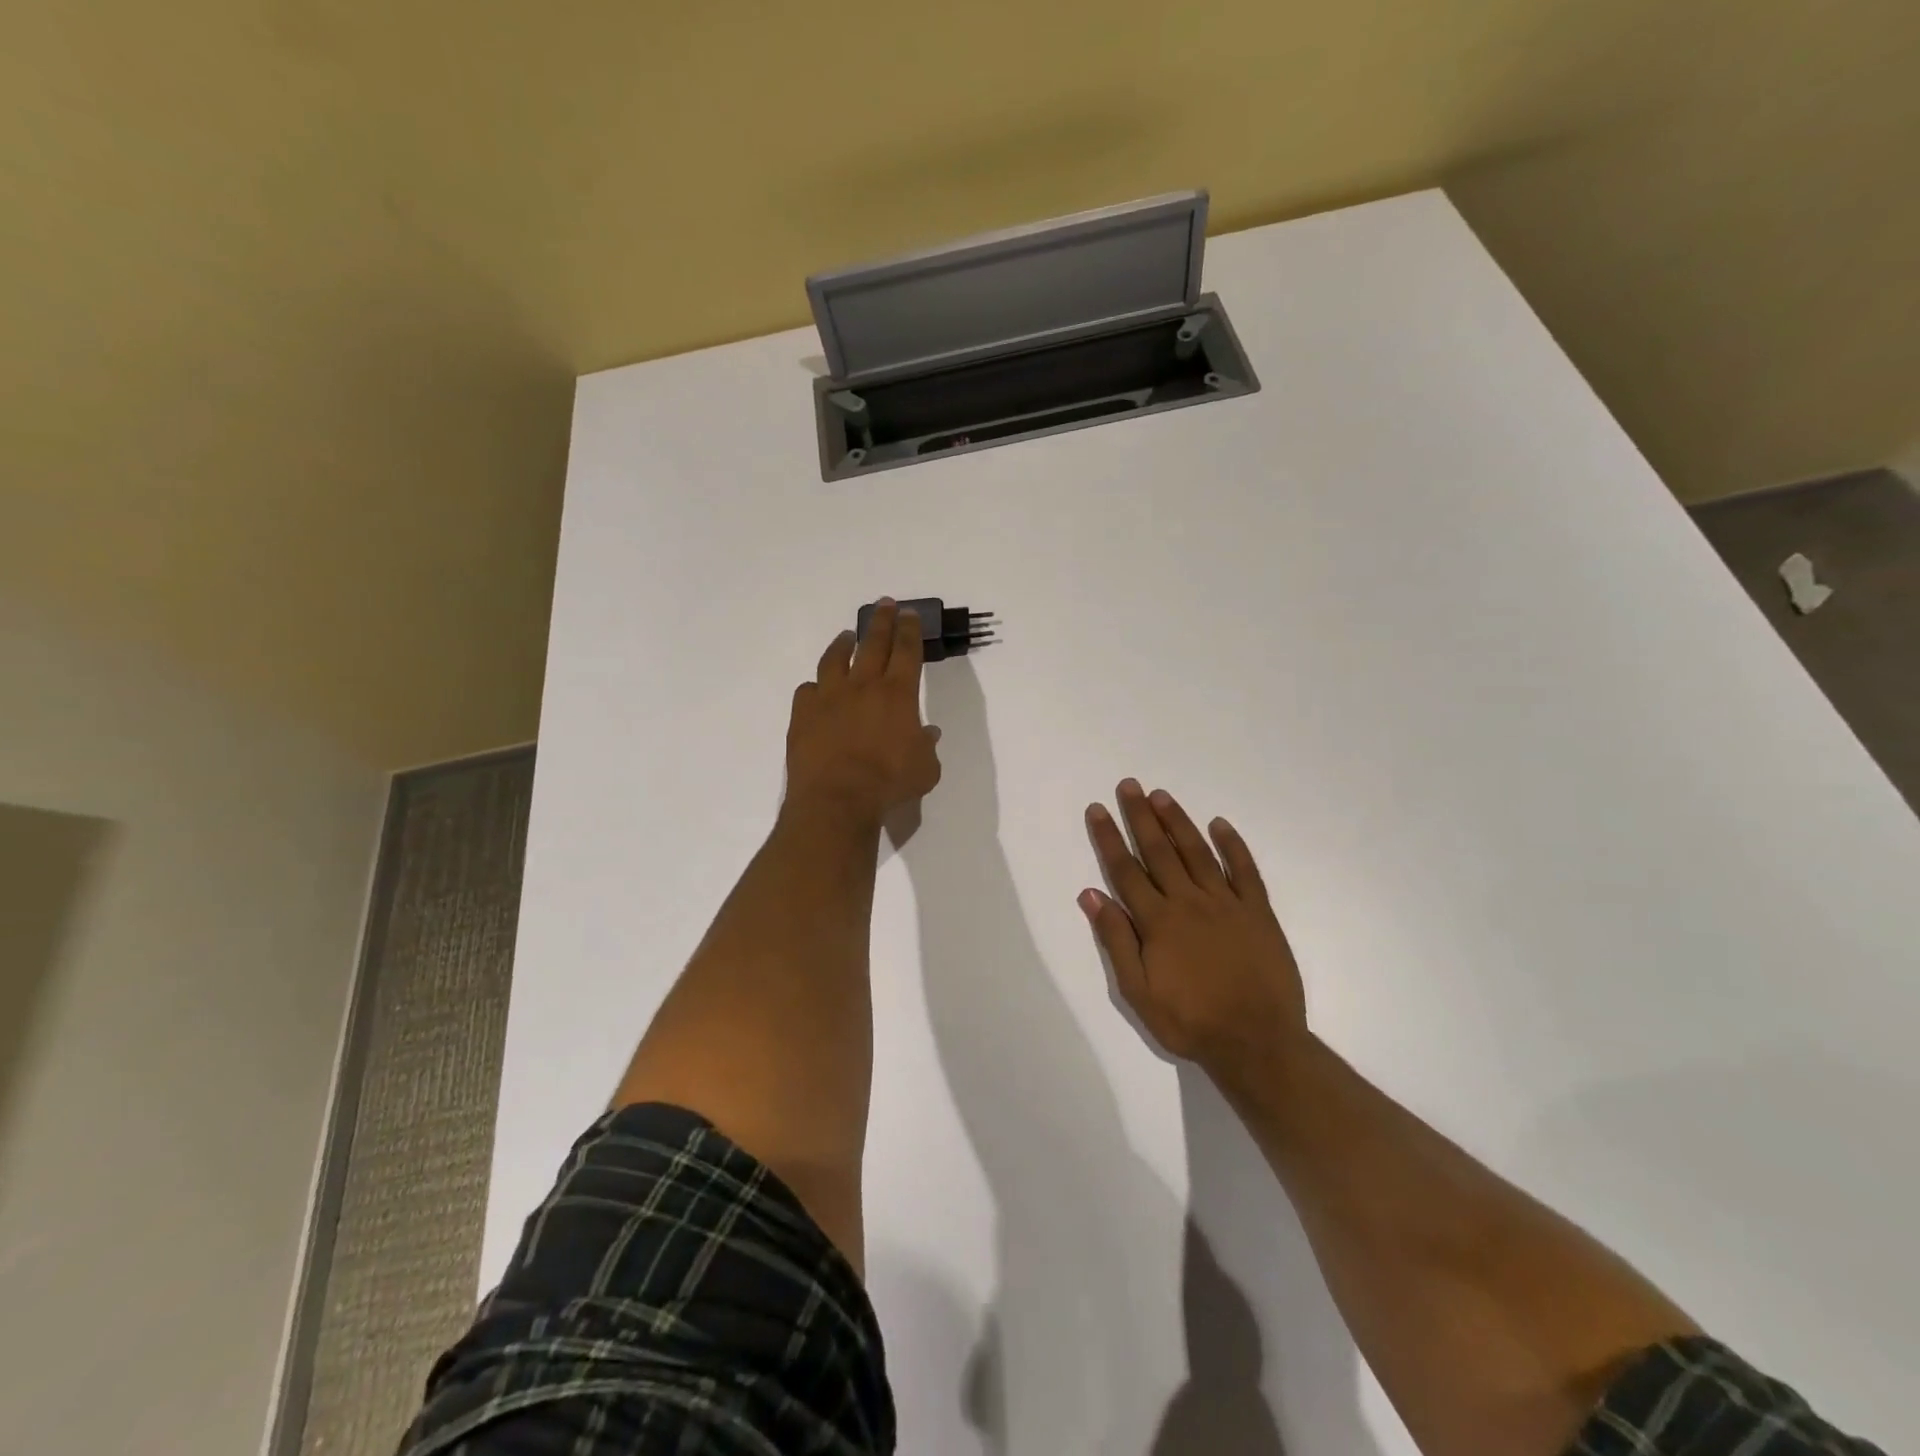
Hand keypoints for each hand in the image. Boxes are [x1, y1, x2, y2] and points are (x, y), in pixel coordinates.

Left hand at [785, 599, 942, 828]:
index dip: (909, 629)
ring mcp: (828, 697)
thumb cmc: (889, 784)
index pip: (906, 651)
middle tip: (884, 604)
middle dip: (881, 621)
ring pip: (835, 659)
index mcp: (897, 694)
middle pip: (873, 643)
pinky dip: (815, 688)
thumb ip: (927, 747)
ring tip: (847, 637)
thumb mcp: (925, 770)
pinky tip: (817, 690)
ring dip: (843, 644)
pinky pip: (808, 691)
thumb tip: (927, 734)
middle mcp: (863, 686)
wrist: (837, 799)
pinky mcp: (802, 714)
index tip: (909, 613)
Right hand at [1080, 780, 1307, 1082]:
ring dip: (1178, 821)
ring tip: (1161, 795)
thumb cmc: (1189, 1021)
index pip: (1126, 869)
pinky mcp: (1258, 912)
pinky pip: (1245, 871)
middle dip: (1140, 816)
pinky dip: (1233, 845)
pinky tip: (1221, 824)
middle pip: (1159, 850)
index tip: (1097, 810)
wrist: (1257, 1043)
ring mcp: (1226, 904)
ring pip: (1197, 852)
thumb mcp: (1137, 991)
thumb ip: (1116, 939)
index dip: (1109, 838)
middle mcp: (1189, 902)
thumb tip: (1091, 895)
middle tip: (1128, 785)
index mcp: (1157, 921)